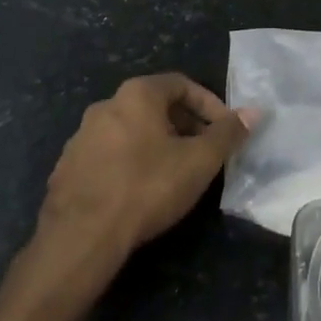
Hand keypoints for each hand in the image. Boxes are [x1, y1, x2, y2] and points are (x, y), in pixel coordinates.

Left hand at [35, 73, 255, 268]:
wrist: (80, 237)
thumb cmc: (147, 187)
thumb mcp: (200, 160)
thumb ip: (228, 133)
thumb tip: (254, 112)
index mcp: (136, 95)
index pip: (181, 84)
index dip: (209, 104)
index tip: (223, 130)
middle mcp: (105, 106)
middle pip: (155, 106)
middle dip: (184, 125)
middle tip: (203, 152)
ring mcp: (80, 138)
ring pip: (130, 131)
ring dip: (156, 144)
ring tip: (174, 173)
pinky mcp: (66, 169)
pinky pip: (108, 156)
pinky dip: (129, 164)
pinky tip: (139, 192)